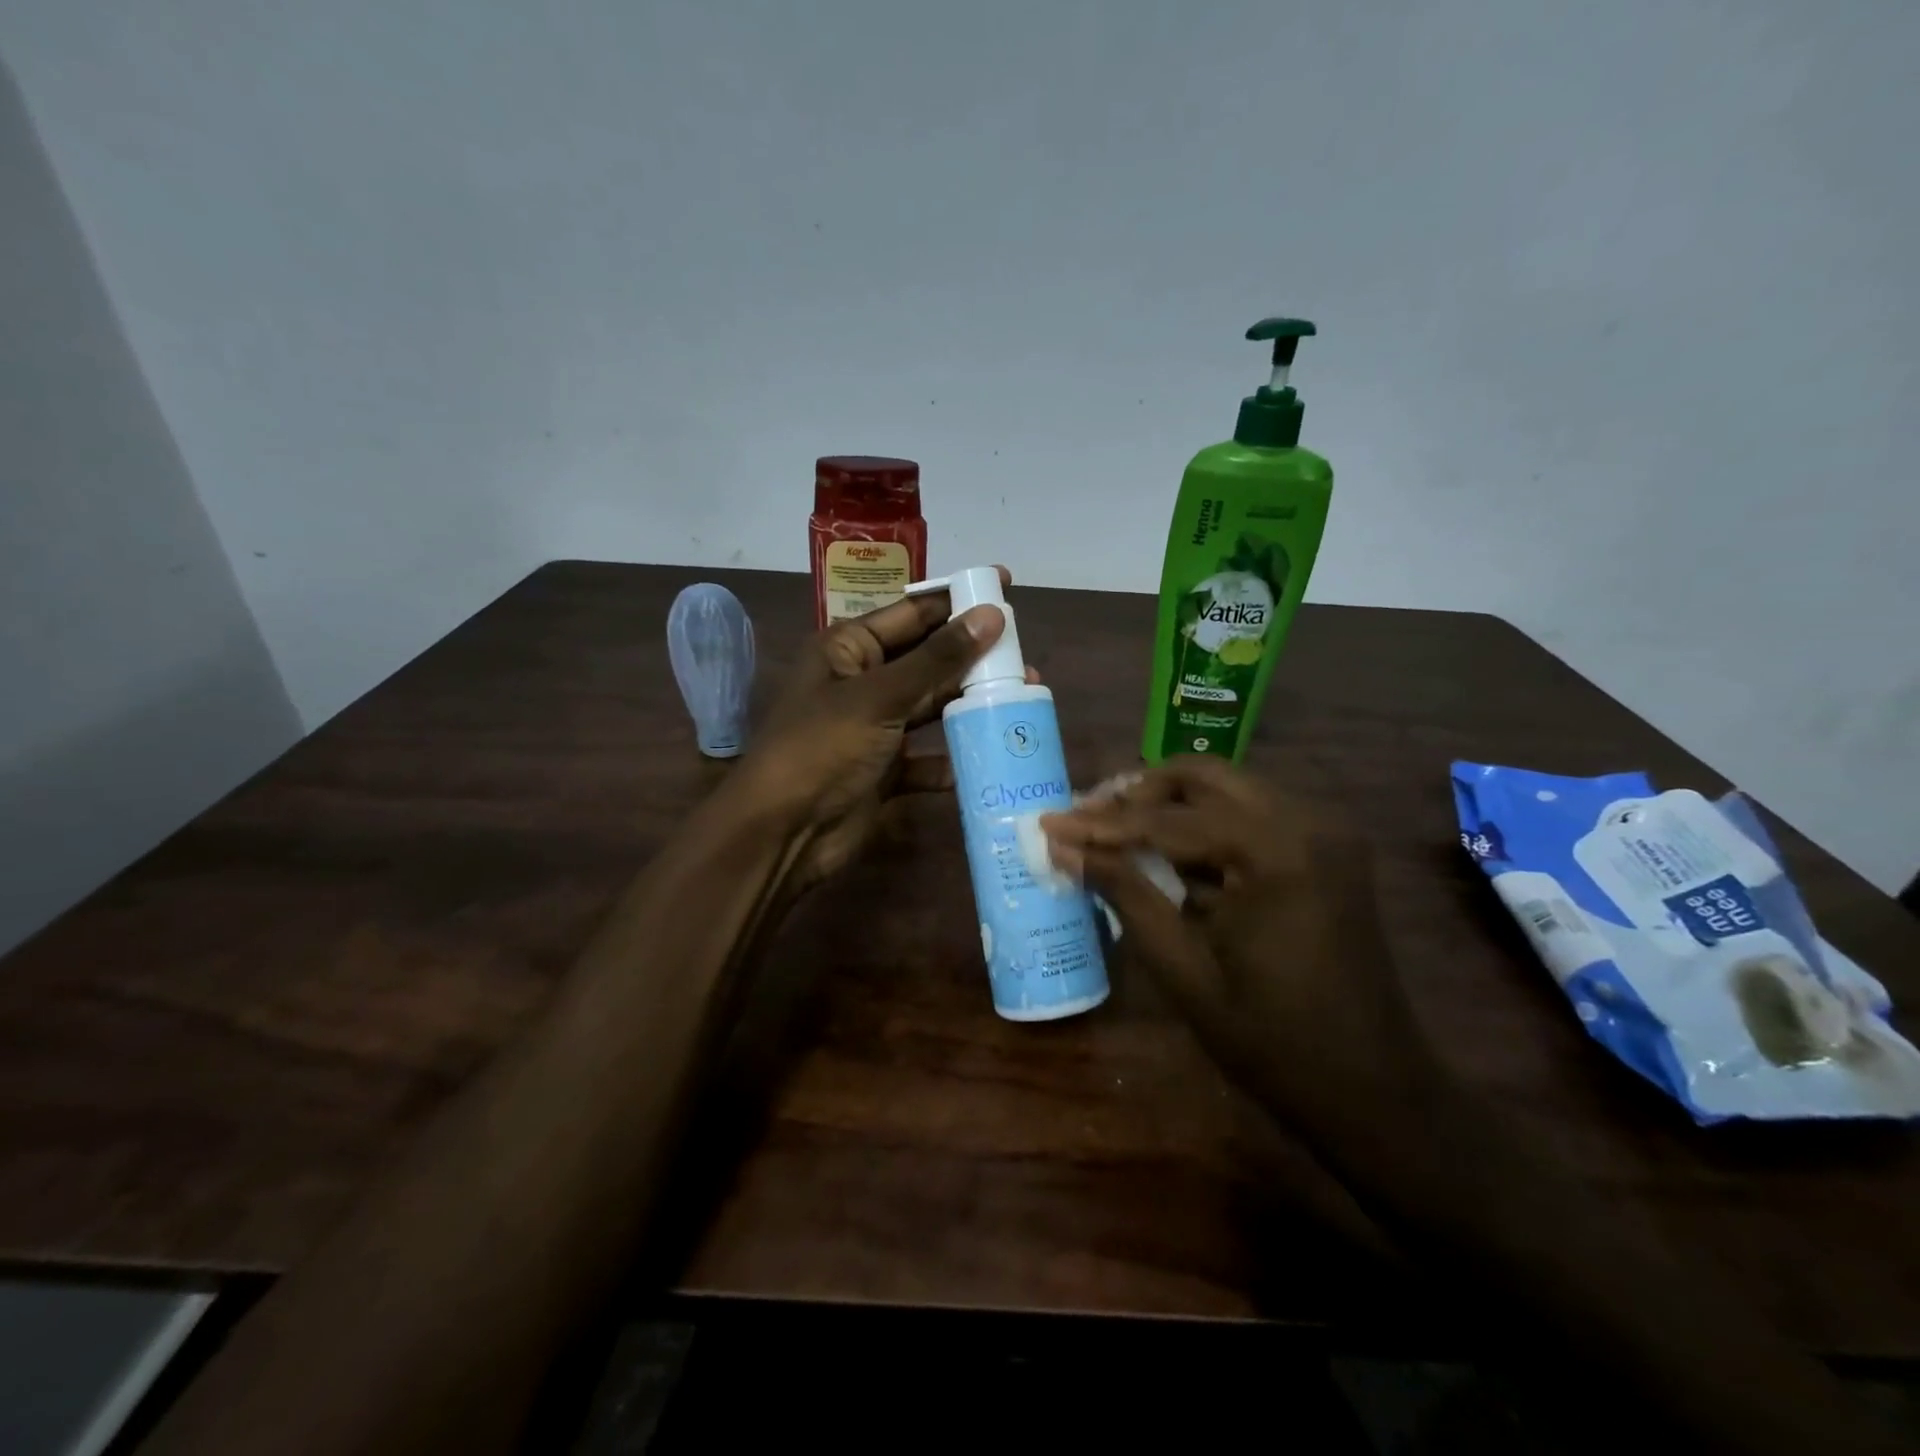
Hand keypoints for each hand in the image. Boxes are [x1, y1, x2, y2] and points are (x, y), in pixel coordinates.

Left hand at [733, 573, 1028, 890]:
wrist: (783, 834)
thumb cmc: (822, 748)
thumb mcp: (879, 697)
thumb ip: (938, 659)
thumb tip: (992, 615)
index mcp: (849, 649)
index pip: (912, 613)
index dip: (957, 598)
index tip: (1004, 584)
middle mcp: (864, 682)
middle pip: (928, 659)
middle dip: (973, 656)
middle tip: (1025, 651)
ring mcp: (876, 728)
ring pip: (932, 706)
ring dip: (970, 704)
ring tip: (1023, 695)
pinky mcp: (886, 770)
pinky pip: (928, 757)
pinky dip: (954, 759)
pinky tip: (990, 755)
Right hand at [1040, 757, 1442, 1140]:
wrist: (1374, 1090)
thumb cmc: (1271, 1040)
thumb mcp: (1183, 968)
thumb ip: (1124, 893)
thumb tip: (1065, 847)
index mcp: (1274, 851)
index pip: (1168, 819)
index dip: (1102, 823)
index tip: (1050, 821)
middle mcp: (1306, 820)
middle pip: (1202, 776)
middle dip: (1138, 794)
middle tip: (1087, 820)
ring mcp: (1324, 830)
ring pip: (1228, 788)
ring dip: (1170, 804)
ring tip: (1115, 832)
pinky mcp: (1327, 848)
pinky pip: (1252, 814)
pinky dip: (1205, 825)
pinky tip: (1168, 854)